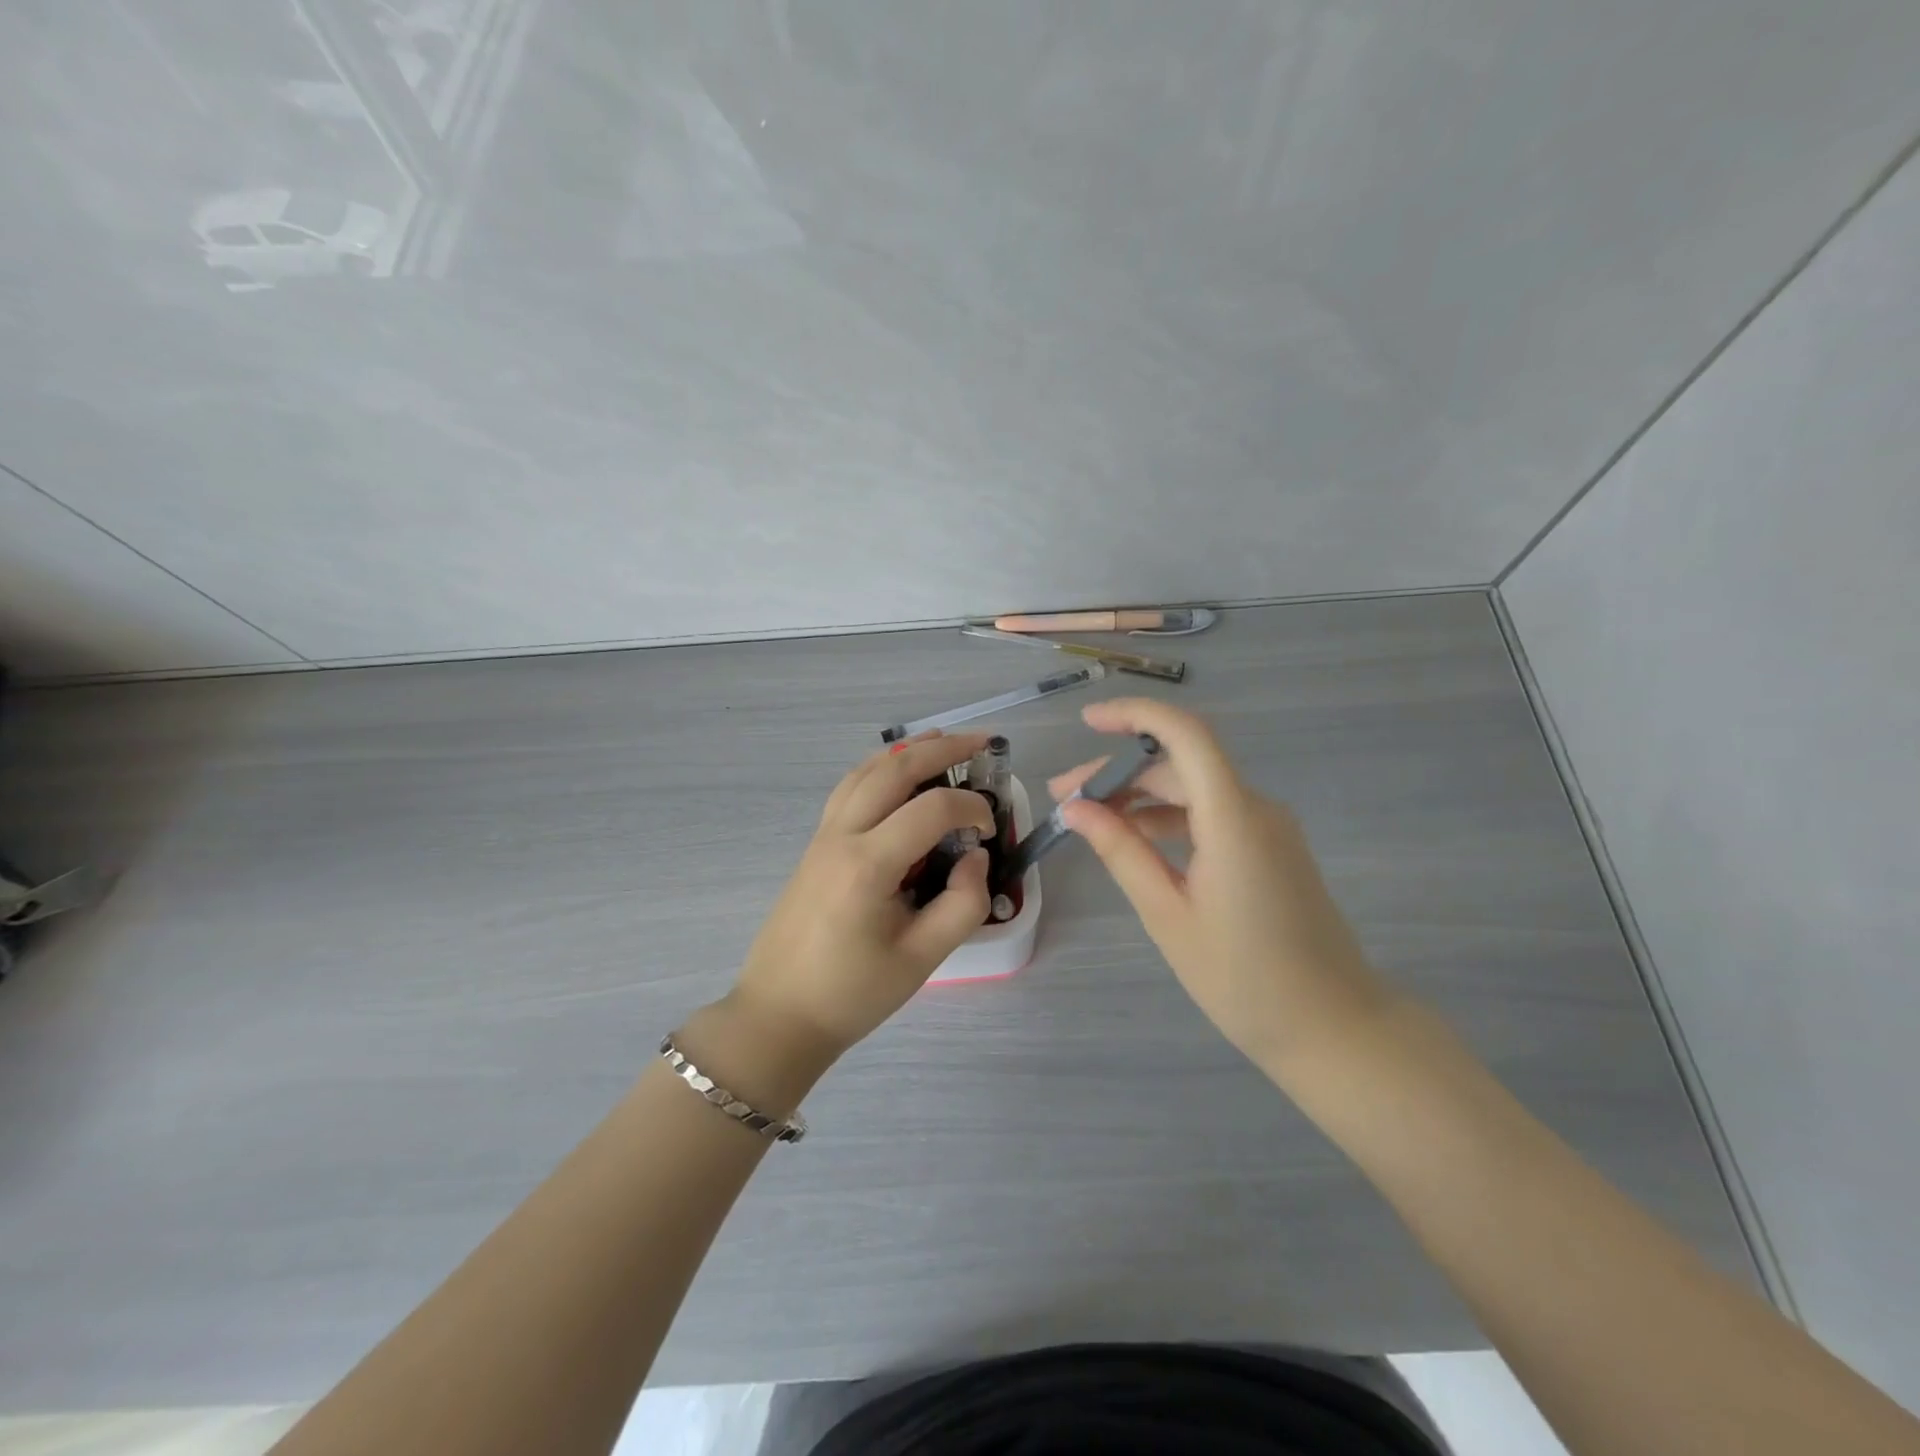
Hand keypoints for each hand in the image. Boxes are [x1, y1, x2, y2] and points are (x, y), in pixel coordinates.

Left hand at [724, 731, 995, 1067]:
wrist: (780, 1015)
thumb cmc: (853, 993)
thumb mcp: (922, 959)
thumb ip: (963, 904)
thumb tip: (974, 856)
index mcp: (868, 865)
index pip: (931, 810)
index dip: (972, 809)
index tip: (991, 829)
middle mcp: (841, 836)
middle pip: (893, 770)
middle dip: (941, 749)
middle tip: (981, 742)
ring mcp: (822, 836)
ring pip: (865, 771)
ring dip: (906, 751)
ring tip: (942, 741)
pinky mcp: (815, 844)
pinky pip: (848, 788)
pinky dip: (878, 768)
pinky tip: (897, 772)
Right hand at [1051, 699, 1393, 1077]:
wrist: (1334, 1028)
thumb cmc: (1244, 980)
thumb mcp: (1167, 915)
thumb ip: (1121, 852)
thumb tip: (1075, 808)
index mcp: (1233, 819)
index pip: (1185, 735)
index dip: (1135, 715)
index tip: (1088, 722)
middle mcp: (1256, 808)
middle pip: (1179, 766)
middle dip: (1118, 774)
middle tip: (1063, 798)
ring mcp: (1268, 828)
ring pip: (1193, 790)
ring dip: (1139, 799)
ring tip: (1087, 821)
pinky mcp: (1271, 849)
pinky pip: (1212, 815)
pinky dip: (1169, 820)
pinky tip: (1134, 842)